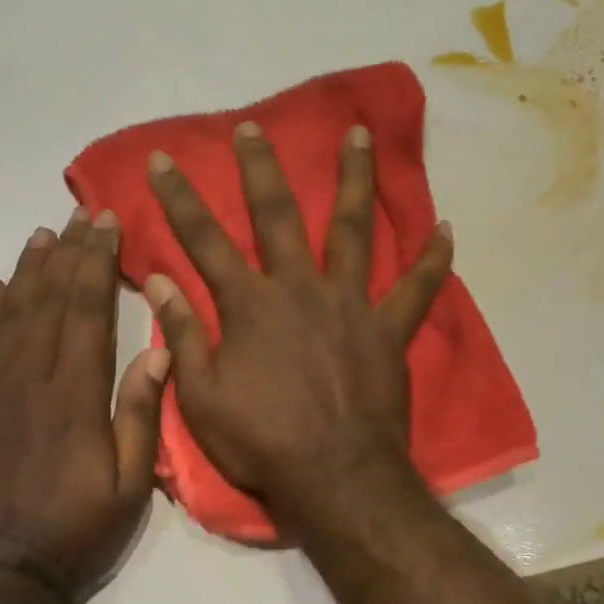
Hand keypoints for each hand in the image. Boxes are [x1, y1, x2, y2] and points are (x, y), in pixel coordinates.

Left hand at [0, 209, 168, 603]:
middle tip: (78, 213)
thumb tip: (156, 355)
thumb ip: (141, 418)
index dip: (96, 262)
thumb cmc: (75, 535)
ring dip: (25, 272)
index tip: (105, 223)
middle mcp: (26, 381)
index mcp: (74, 397)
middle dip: (66, 253)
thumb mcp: (130, 488)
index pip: (86, 311)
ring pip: (5, 316)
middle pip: (46, 301)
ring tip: (40, 236)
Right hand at [143, 120, 451, 518]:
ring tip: (357, 135)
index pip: (204, 240)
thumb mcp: (202, 397)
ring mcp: (351, 305)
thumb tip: (158, 280)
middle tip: (253, 127)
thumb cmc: (261, 442)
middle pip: (277, 216)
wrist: (334, 477)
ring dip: (354, 180)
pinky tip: (445, 227)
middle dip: (261, 169)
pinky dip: (432, 258)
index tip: (162, 159)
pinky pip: (417, 289)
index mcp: (250, 306)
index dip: (179, 198)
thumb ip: (183, 334)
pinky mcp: (389, 330)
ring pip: (354, 230)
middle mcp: (300, 289)